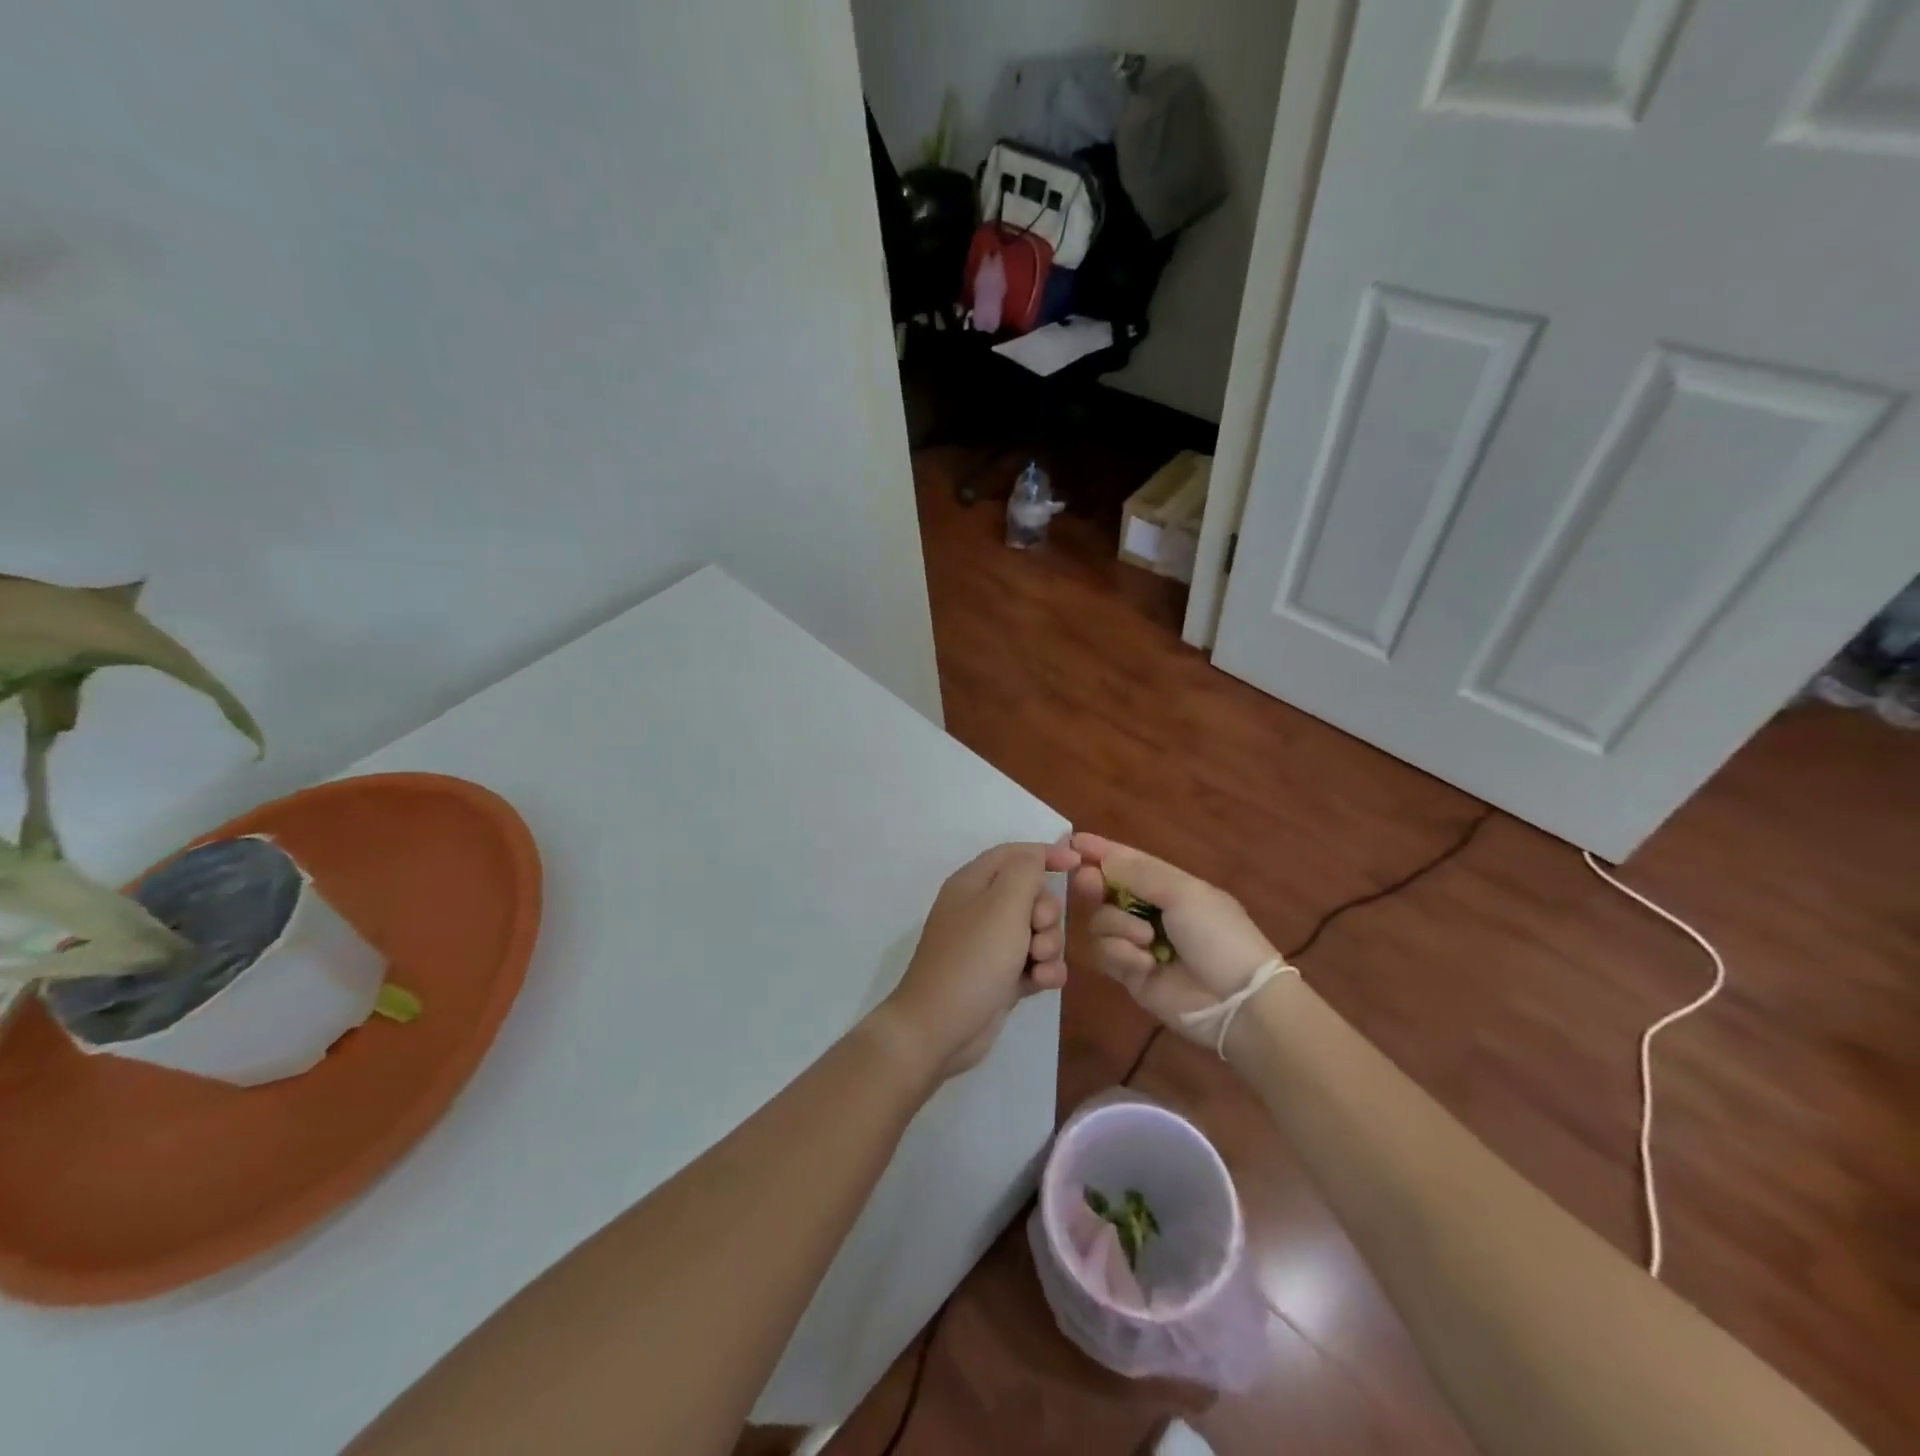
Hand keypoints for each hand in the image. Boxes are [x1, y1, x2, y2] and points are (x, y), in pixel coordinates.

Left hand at [875, 842, 1076, 1080]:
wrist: (940, 1028)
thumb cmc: (973, 958)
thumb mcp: (1003, 904)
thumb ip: (1025, 872)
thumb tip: (1037, 856)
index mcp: (973, 883)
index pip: (1014, 854)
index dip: (1046, 854)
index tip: (1077, 865)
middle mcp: (980, 909)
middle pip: (1032, 895)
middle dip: (1047, 914)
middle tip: (1037, 933)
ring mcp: (990, 946)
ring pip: (1038, 932)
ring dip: (1049, 946)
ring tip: (1037, 965)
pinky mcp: (1000, 977)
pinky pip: (1035, 964)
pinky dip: (1044, 971)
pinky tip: (1042, 984)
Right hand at [1069, 833, 1279, 1042]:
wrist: (1237, 1001)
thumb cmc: (1217, 935)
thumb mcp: (1183, 893)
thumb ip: (1138, 873)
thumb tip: (1101, 857)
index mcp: (1168, 886)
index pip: (1127, 862)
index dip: (1100, 851)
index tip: (1071, 841)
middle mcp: (1148, 911)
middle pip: (1105, 889)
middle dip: (1094, 883)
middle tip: (1088, 882)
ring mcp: (1137, 943)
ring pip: (1100, 921)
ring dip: (1118, 925)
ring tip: (1146, 940)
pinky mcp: (1129, 973)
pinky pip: (1105, 952)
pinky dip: (1121, 953)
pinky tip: (1146, 963)